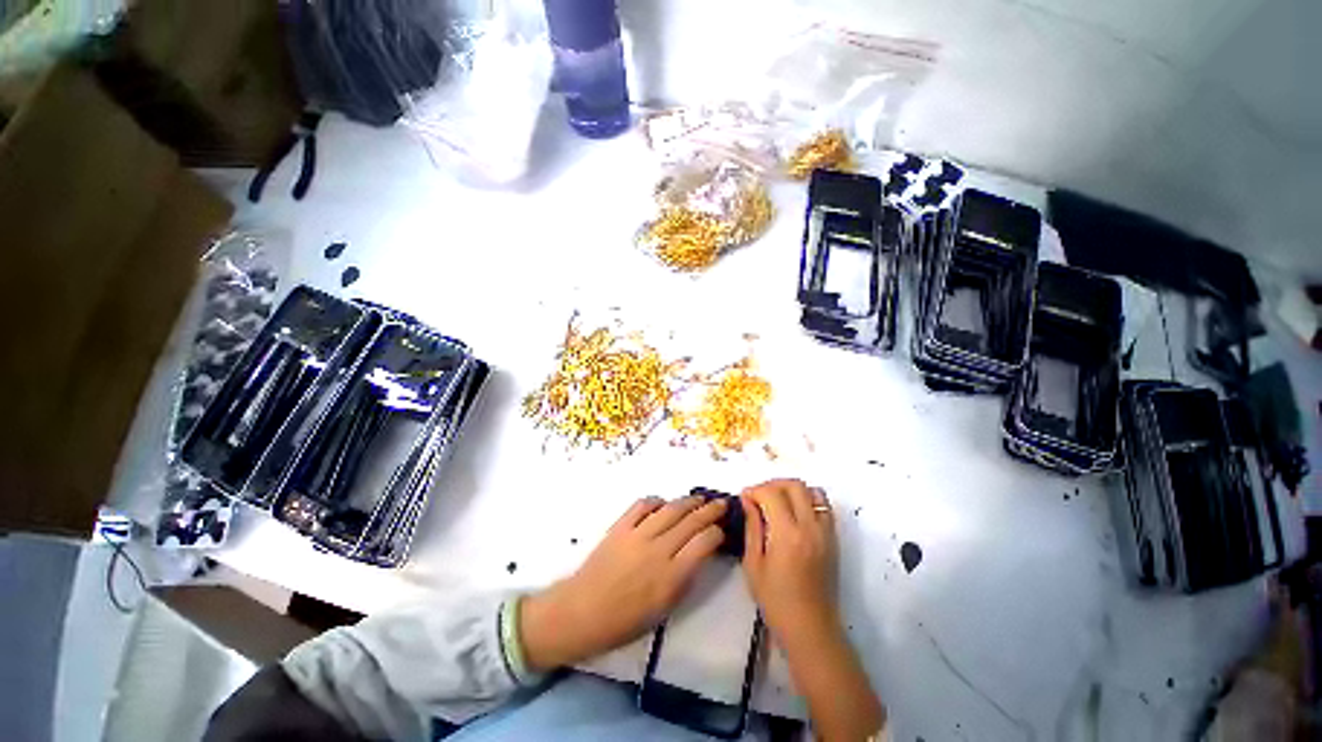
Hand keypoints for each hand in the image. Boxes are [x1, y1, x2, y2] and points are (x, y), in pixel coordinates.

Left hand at [519, 495, 726, 670]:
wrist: (580, 612)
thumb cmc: (624, 622)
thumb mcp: (663, 610)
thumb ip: (684, 579)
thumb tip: (698, 554)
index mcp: (671, 576)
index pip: (704, 543)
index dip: (717, 533)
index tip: (721, 530)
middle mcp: (658, 550)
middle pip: (691, 521)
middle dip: (710, 510)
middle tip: (721, 503)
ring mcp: (638, 534)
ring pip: (671, 509)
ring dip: (688, 501)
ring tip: (699, 499)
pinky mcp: (620, 526)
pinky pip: (643, 505)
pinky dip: (656, 501)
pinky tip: (663, 503)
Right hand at [741, 478, 839, 647]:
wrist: (810, 628)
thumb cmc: (775, 600)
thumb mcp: (753, 563)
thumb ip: (752, 526)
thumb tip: (748, 500)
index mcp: (787, 534)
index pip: (772, 493)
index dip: (755, 490)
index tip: (744, 498)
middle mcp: (810, 527)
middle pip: (794, 485)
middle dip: (772, 484)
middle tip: (758, 496)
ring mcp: (825, 532)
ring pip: (812, 491)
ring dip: (792, 490)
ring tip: (777, 501)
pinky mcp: (833, 539)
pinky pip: (823, 506)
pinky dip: (807, 500)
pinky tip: (793, 514)